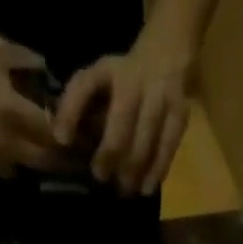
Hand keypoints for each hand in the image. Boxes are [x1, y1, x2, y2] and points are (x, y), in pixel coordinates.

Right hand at [0, 31, 66, 177]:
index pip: (51, 134)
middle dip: (53, 159)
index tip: (79, 139)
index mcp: (12, 112)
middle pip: (40, 162)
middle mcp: (4, 142)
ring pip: (14, 168)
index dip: (67, 138)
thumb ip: (23, 59)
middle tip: (61, 155)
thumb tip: (45, 68)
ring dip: (19, 159)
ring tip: (17, 145)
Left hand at [54, 35, 193, 194]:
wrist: (167, 53)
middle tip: (100, 177)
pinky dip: (157, 170)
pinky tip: (146, 187)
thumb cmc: (123, 78)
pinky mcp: (180, 113)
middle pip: (121, 121)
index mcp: (108, 70)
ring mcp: (160, 95)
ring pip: (145, 138)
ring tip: (124, 189)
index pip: (84, 85)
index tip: (62, 142)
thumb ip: (79, 105)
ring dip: (133, 169)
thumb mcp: (98, 79)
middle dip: (109, 153)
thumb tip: (62, 142)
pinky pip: (167, 146)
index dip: (71, 113)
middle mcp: (135, 79)